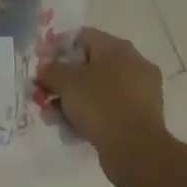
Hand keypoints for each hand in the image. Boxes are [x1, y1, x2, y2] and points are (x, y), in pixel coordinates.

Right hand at [36, 27, 165, 178]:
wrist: (135, 150)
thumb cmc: (99, 104)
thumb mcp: (65, 81)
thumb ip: (50, 69)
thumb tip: (44, 66)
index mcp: (118, 47)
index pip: (81, 37)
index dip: (57, 49)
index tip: (42, 66)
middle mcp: (134, 63)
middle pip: (90, 65)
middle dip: (65, 80)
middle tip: (46, 94)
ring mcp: (142, 91)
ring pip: (99, 89)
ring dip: (76, 100)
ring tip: (56, 117)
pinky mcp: (144, 117)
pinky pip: (111, 108)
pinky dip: (93, 115)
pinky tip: (74, 129)